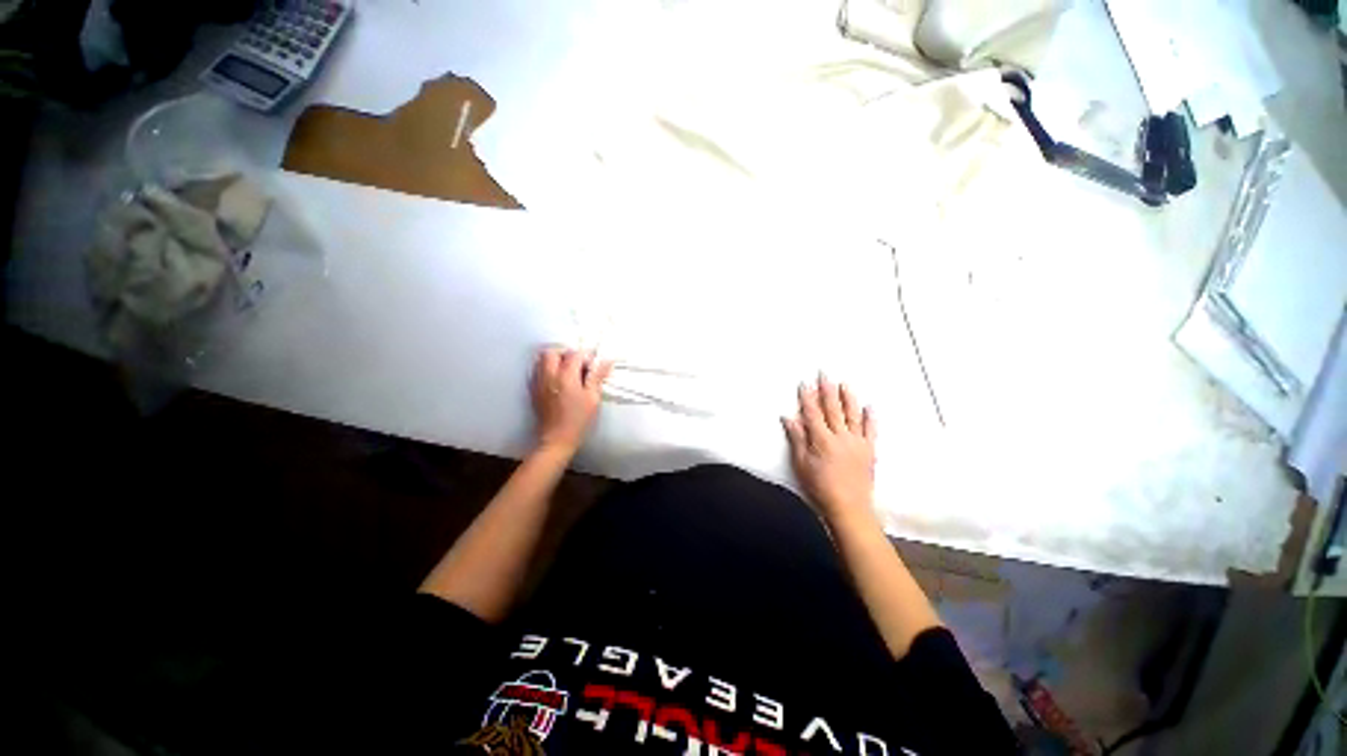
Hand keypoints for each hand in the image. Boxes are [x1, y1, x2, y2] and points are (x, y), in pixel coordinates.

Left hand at [530, 347, 611, 455]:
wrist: (556, 440)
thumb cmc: (578, 420)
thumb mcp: (593, 399)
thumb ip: (597, 377)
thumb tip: (606, 361)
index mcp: (566, 376)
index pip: (574, 354)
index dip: (586, 356)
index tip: (592, 364)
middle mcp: (549, 376)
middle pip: (552, 352)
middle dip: (565, 353)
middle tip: (577, 364)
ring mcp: (539, 383)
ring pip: (541, 360)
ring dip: (554, 360)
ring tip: (566, 371)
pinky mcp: (534, 391)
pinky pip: (536, 372)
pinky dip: (546, 370)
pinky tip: (556, 380)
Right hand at [782, 374, 877, 523]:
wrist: (849, 507)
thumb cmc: (820, 487)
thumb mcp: (801, 464)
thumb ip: (797, 439)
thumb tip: (789, 417)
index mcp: (821, 440)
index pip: (812, 413)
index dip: (807, 397)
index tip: (805, 383)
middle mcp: (840, 437)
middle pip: (832, 409)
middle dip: (827, 390)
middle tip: (825, 374)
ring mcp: (857, 442)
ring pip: (852, 415)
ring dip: (848, 398)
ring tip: (845, 383)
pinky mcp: (869, 450)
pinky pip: (871, 430)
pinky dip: (870, 417)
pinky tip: (870, 406)